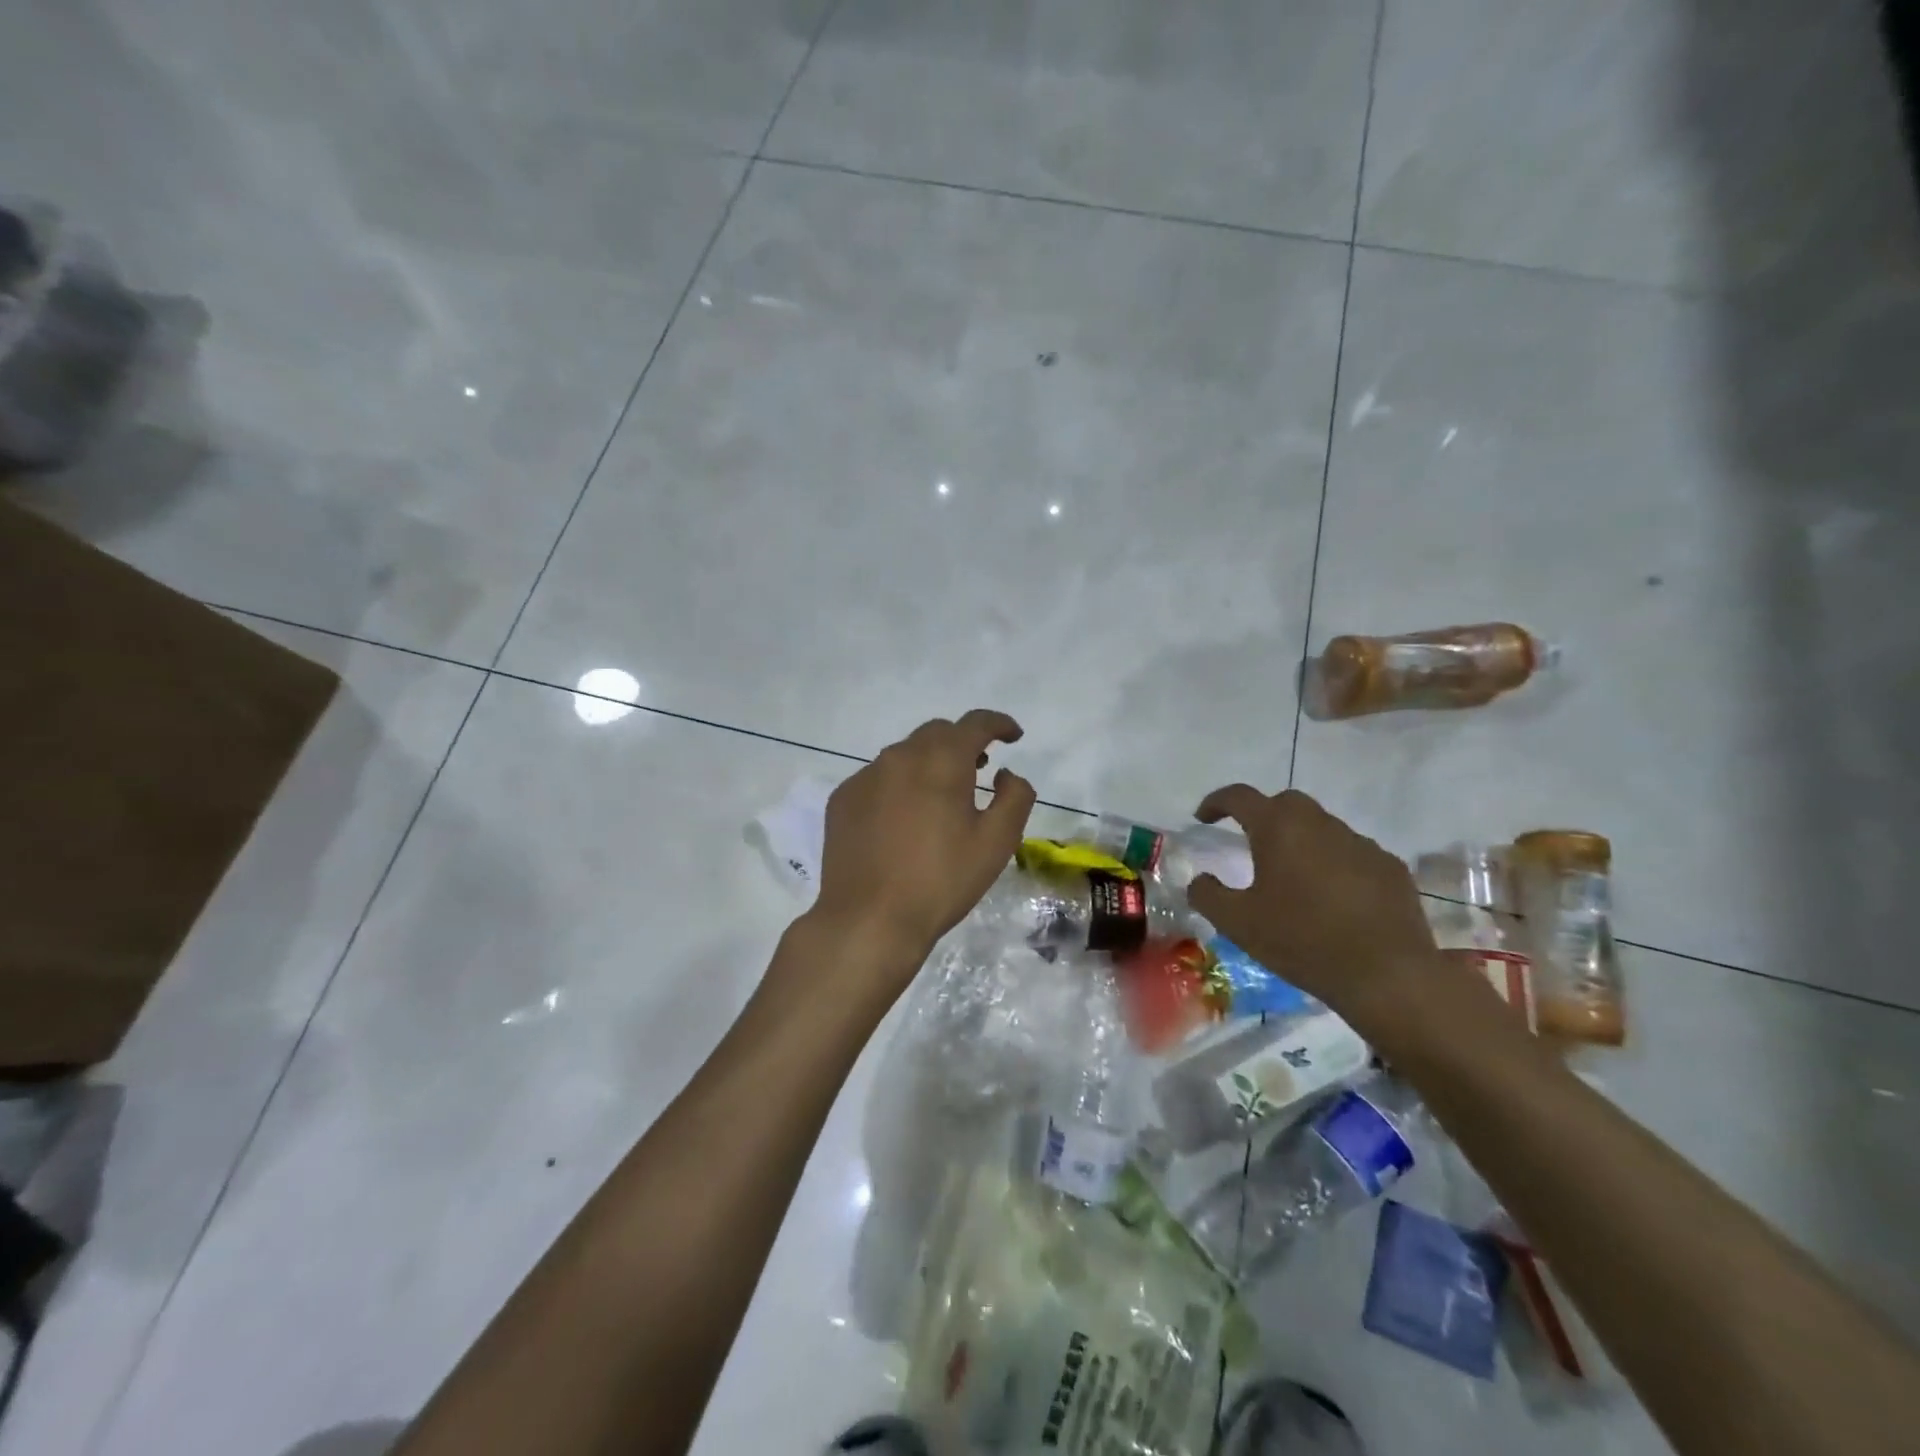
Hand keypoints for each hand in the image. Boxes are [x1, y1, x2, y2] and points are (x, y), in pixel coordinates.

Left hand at [806, 710, 1036, 985]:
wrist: (869, 920)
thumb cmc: (941, 881)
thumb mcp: (996, 843)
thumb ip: (1014, 797)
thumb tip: (1006, 774)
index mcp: (941, 761)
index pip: (975, 723)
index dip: (999, 724)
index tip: (1012, 736)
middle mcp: (899, 756)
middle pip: (937, 733)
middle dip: (962, 744)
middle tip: (979, 769)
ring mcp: (865, 776)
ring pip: (904, 754)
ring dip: (929, 764)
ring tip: (941, 796)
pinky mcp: (843, 799)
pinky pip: (878, 778)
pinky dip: (898, 785)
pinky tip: (902, 820)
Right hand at [1185, 786, 1438, 1026]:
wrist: (1386, 974)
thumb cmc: (1301, 940)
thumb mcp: (1238, 923)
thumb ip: (1208, 895)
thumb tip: (1199, 880)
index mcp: (1278, 828)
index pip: (1239, 796)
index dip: (1216, 802)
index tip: (1203, 817)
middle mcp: (1320, 824)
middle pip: (1285, 803)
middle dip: (1263, 815)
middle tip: (1252, 844)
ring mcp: (1360, 844)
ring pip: (1322, 828)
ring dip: (1302, 841)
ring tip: (1294, 877)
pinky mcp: (1390, 867)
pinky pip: (1353, 854)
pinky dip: (1335, 864)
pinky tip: (1333, 898)